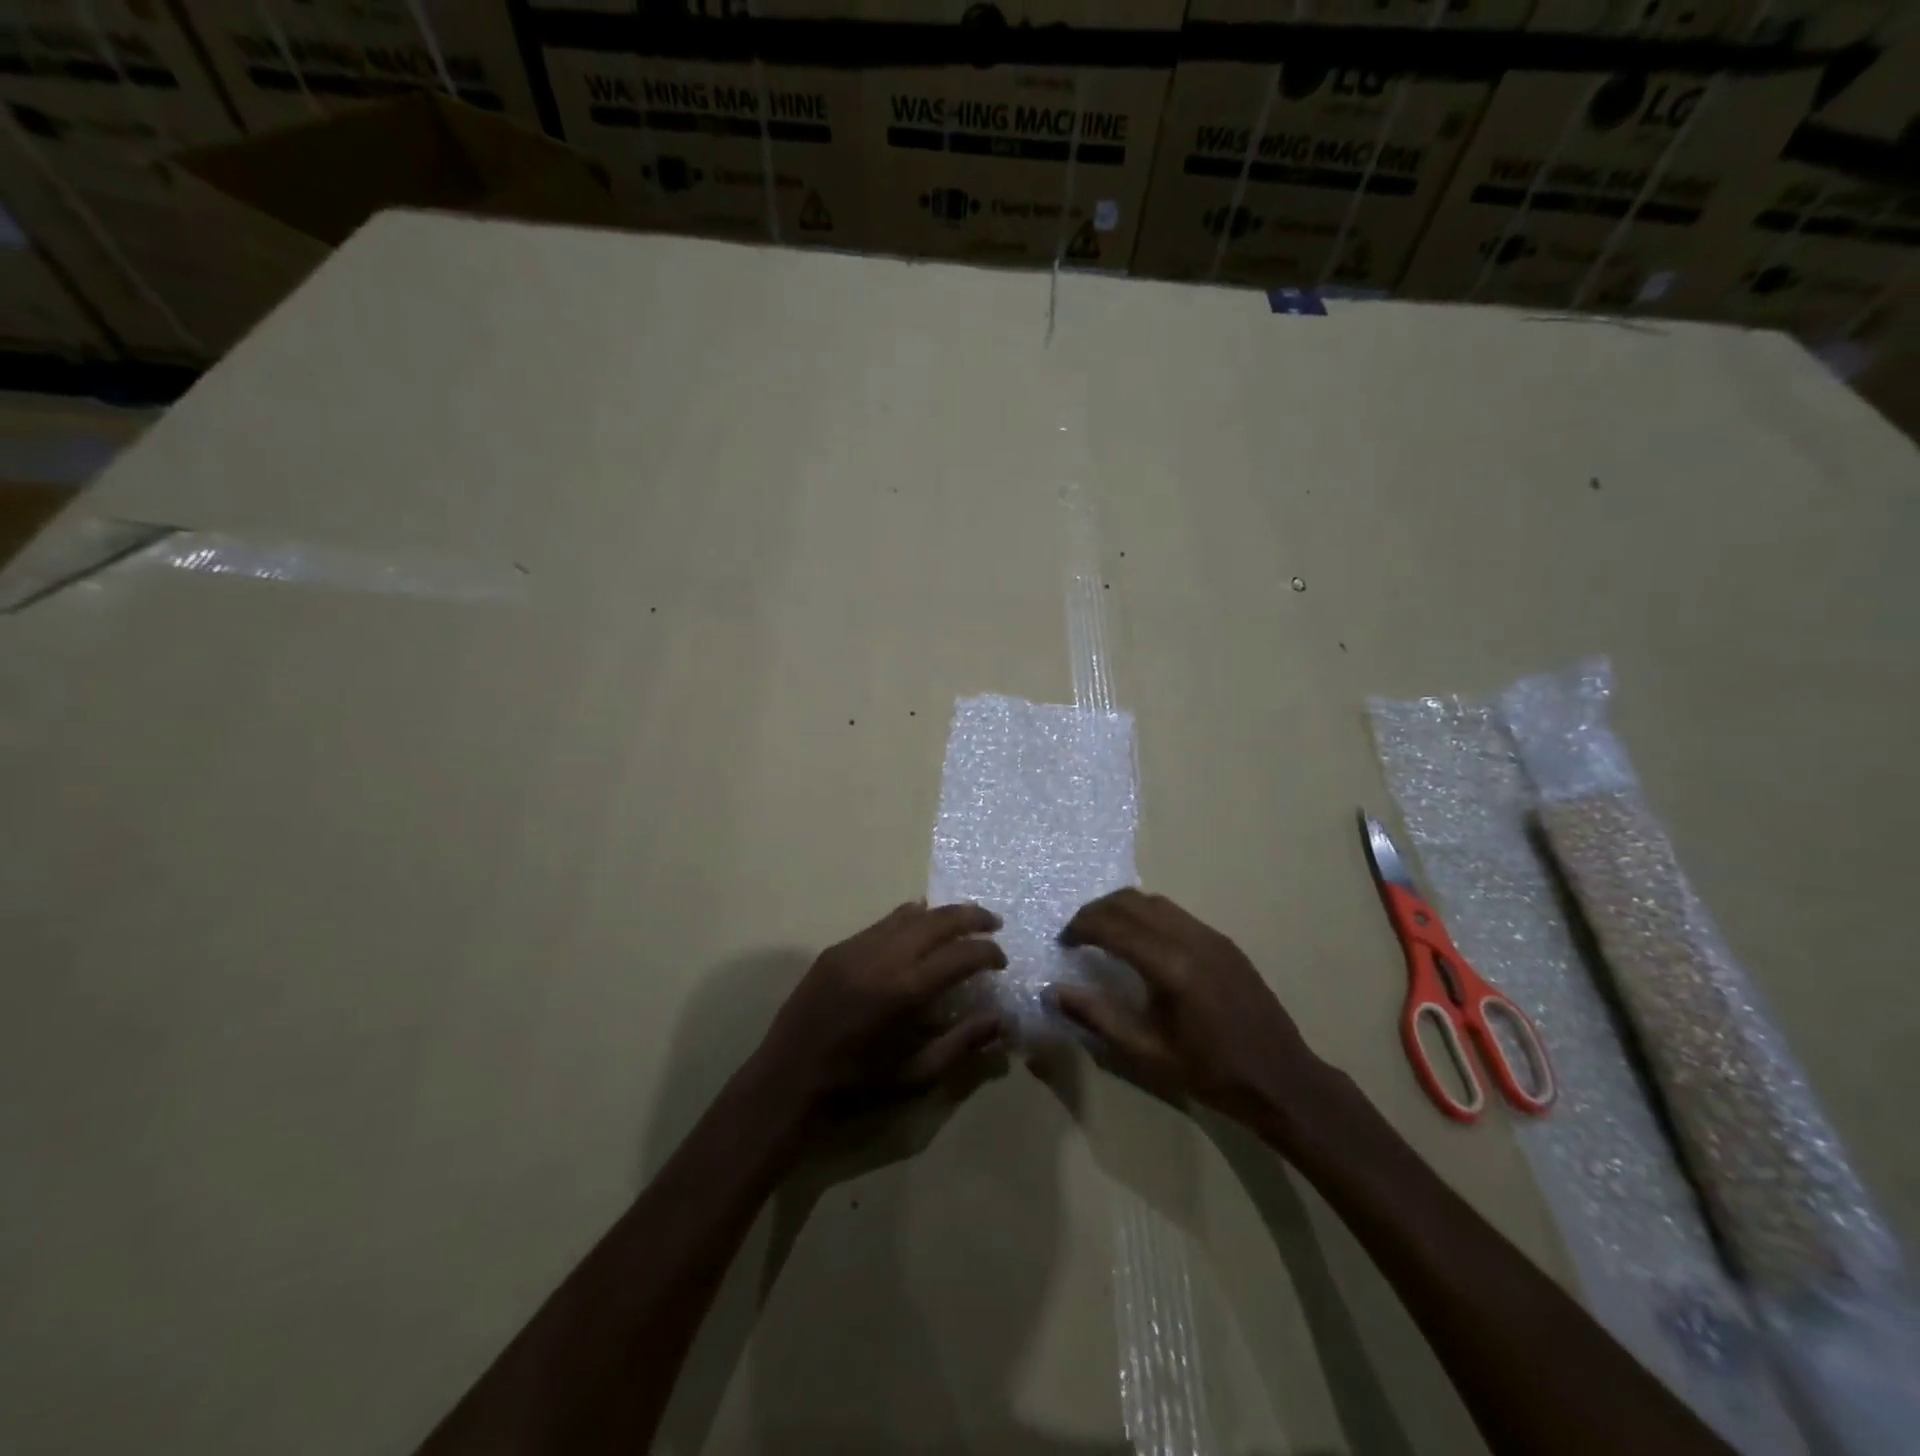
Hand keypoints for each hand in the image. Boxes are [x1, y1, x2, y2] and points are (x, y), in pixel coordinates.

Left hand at [755, 901, 1008, 1117]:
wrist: (787, 1080)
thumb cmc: (857, 1085)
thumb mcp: (917, 1074)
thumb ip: (962, 1042)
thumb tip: (1002, 1020)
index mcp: (904, 991)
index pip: (960, 955)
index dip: (987, 952)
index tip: (1001, 960)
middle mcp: (882, 958)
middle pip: (937, 921)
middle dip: (971, 918)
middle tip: (993, 924)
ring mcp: (856, 947)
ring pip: (909, 915)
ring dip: (941, 915)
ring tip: (963, 921)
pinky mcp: (837, 948)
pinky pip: (882, 923)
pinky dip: (908, 919)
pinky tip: (919, 925)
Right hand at [1054, 889, 1333, 1129]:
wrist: (1281, 1079)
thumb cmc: (1209, 1072)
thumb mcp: (1146, 1053)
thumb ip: (1097, 1017)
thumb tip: (1054, 991)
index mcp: (1169, 967)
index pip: (1111, 925)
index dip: (1080, 927)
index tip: (1063, 942)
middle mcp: (1189, 938)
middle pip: (1130, 901)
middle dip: (1096, 911)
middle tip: (1077, 934)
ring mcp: (1210, 935)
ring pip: (1154, 901)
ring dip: (1121, 909)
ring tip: (1104, 933)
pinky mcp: (1223, 941)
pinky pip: (1175, 913)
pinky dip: (1147, 916)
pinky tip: (1142, 942)